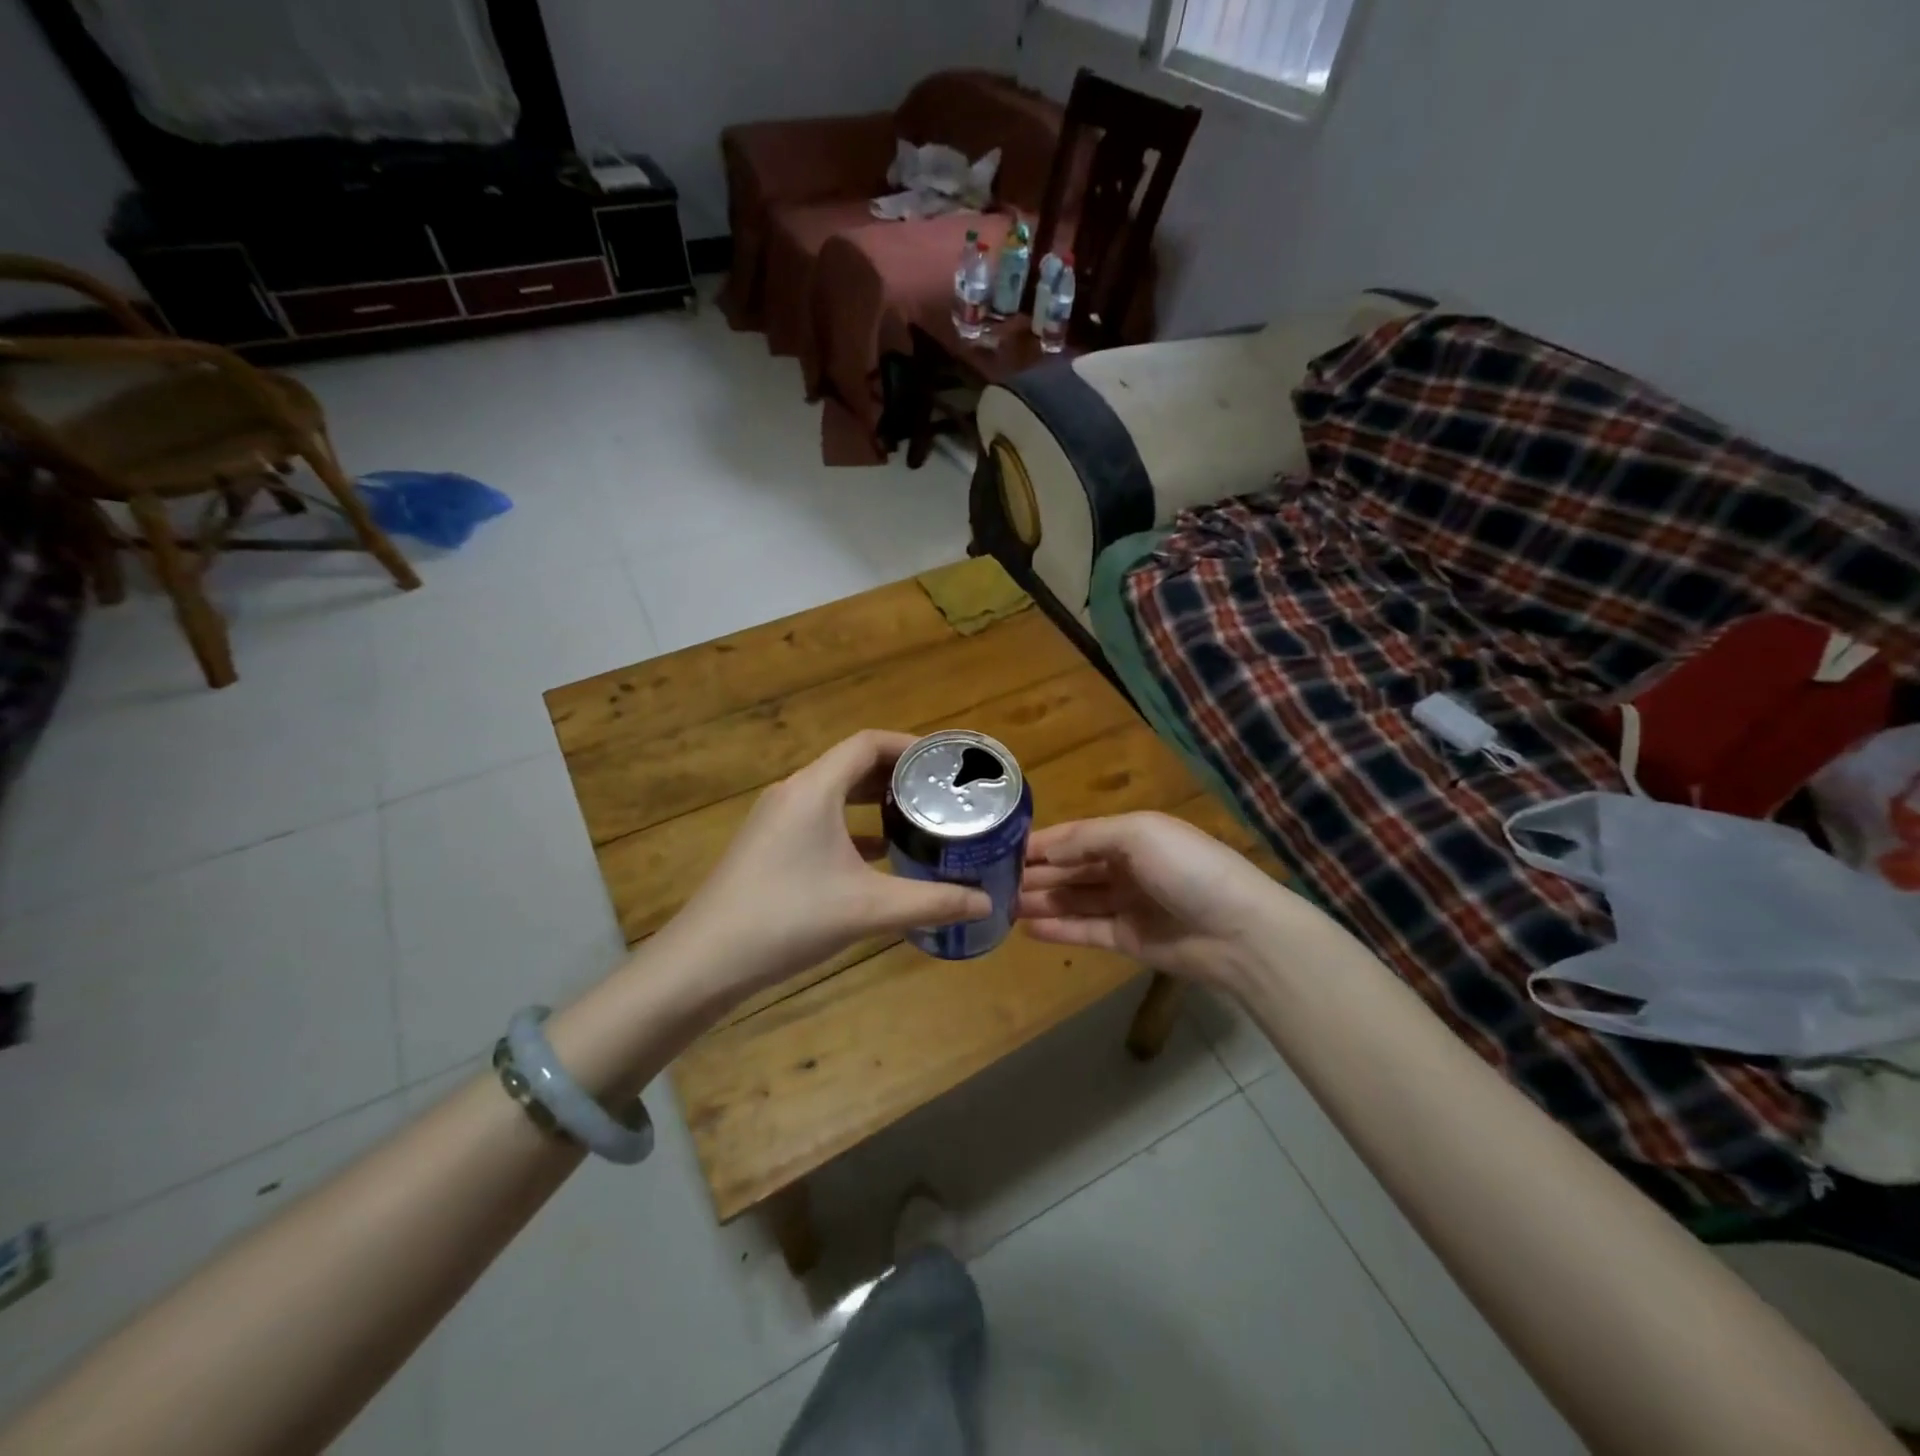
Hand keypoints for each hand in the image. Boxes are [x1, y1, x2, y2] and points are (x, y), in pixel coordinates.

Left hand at [673, 731, 991, 1002]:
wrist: (703, 962)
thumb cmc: (787, 919)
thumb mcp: (868, 910)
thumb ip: (932, 902)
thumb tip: (986, 903)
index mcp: (813, 790)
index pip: (867, 743)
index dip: (910, 745)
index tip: (946, 762)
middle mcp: (793, 793)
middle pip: (852, 764)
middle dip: (898, 774)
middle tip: (942, 792)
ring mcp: (776, 820)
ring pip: (835, 793)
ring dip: (875, 800)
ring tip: (919, 817)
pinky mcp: (769, 846)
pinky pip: (820, 820)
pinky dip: (853, 826)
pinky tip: (880, 854)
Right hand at [1018, 811, 1298, 987]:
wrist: (1239, 931)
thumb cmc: (1188, 868)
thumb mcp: (1138, 834)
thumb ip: (1087, 839)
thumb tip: (1044, 850)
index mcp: (1132, 835)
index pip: (1076, 836)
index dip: (1043, 843)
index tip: (1001, 848)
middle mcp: (1127, 867)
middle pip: (1072, 868)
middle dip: (1037, 873)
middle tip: (993, 881)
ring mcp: (1128, 905)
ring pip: (1074, 900)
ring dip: (1041, 900)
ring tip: (1002, 905)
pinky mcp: (1128, 940)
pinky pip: (1085, 931)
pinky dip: (1058, 928)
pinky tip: (1027, 929)